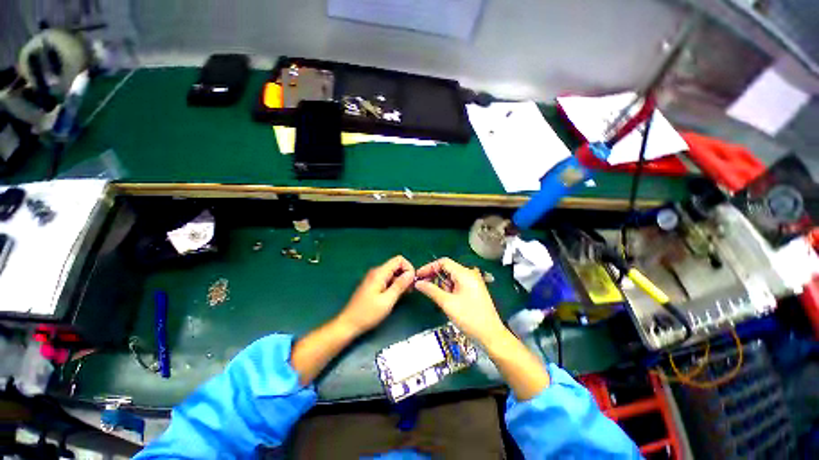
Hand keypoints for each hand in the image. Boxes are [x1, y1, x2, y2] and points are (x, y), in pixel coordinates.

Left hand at [336, 255, 414, 334]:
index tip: (412, 281)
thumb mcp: (387, 300)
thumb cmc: (368, 313)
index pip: (399, 260)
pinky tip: (397, 295)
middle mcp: (376, 272)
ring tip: (405, 294)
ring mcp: (374, 278)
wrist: (349, 323)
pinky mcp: (373, 284)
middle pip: (396, 266)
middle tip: (410, 289)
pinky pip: (388, 279)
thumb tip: (411, 273)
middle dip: (406, 275)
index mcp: (379, 273)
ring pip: (393, 273)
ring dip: (401, 281)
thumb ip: (400, 285)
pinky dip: (395, 284)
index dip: (408, 268)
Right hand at [415, 258, 506, 344]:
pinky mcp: (473, 290)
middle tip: (422, 286)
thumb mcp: (447, 303)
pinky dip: (448, 289)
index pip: (443, 262)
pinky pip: (457, 284)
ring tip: (435, 296)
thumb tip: (418, 283)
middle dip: (434, 276)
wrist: (491, 336)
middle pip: (447, 269)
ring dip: (441, 284)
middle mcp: (469, 274)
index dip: (429, 267)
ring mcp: (472, 282)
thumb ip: (431, 290)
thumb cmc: (469, 318)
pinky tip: (445, 299)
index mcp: (464, 273)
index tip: (418, 276)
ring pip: (451, 277)